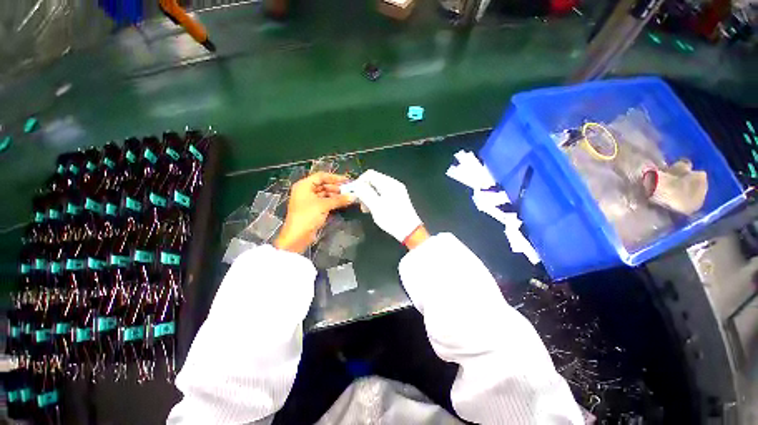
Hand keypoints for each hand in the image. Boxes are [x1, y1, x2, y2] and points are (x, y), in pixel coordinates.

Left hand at [274, 172, 353, 253]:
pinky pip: (324, 202)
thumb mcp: (324, 205)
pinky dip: (333, 202)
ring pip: (324, 194)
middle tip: (349, 190)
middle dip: (336, 187)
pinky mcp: (313, 209)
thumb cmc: (308, 216)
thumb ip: (339, 200)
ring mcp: (309, 201)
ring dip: (336, 195)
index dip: (335, 178)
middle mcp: (305, 191)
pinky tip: (342, 203)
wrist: (298, 236)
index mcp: (304, 185)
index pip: (321, 176)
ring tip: (347, 197)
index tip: (347, 181)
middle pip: (323, 185)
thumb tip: (353, 196)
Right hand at [347, 170, 426, 246]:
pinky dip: (376, 199)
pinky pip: (383, 194)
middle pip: (374, 181)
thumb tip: (356, 185)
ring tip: (366, 209)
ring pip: (377, 188)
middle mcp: (393, 184)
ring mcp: (397, 191)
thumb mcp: (376, 206)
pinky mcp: (397, 198)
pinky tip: (373, 209)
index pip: (370, 174)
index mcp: (389, 183)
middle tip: (359, 203)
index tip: (353, 193)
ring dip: (369, 196)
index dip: (359, 181)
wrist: (410, 231)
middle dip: (364, 190)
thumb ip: (365, 193)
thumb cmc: (392, 219)